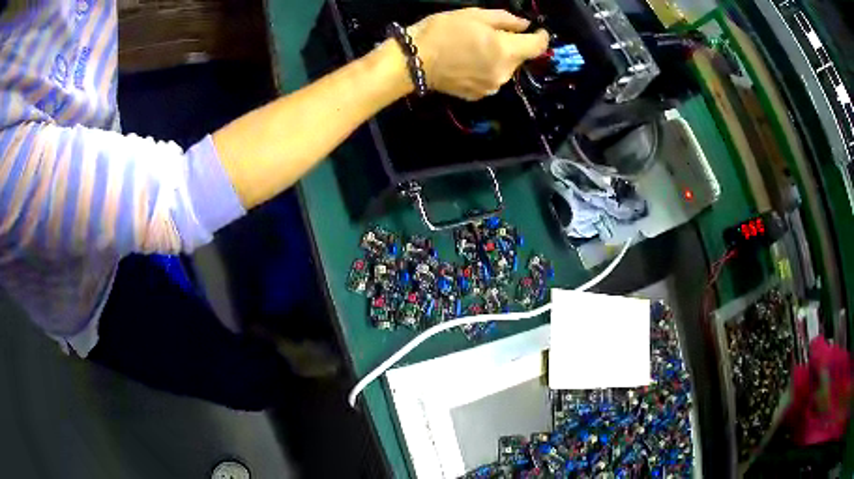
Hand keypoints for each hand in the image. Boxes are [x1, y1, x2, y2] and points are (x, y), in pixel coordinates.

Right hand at [408, 8, 548, 100]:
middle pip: (519, 58)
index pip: (537, 47)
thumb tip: (524, 25)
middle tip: (493, 34)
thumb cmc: (442, 32)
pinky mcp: (478, 96)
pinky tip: (470, 63)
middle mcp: (504, 73)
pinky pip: (491, 79)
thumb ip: (505, 19)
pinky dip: (487, 70)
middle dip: (513, 46)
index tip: (539, 31)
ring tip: (477, 49)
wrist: (413, 61)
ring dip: (499, 58)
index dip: (542, 37)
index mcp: (506, 51)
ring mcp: (492, 87)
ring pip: (506, 69)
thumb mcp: (474, 15)